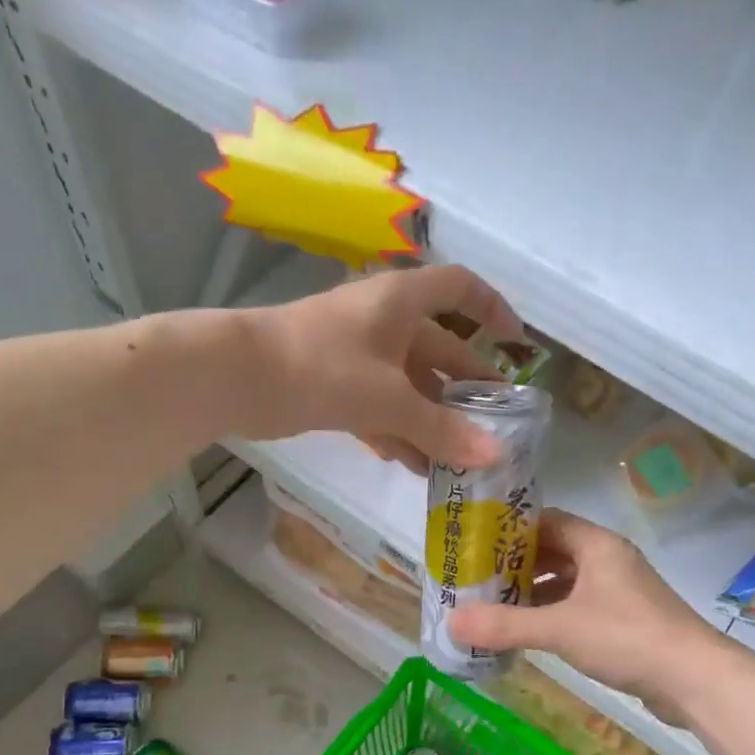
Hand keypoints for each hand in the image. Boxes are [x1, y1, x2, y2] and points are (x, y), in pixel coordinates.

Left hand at [237, 265, 522, 472]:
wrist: (237, 377)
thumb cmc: (323, 368)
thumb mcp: (390, 399)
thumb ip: (442, 429)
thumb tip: (495, 456)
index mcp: (402, 302)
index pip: (460, 289)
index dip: (493, 310)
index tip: (516, 345)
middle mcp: (383, 321)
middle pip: (439, 349)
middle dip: (467, 387)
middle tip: (494, 425)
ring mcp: (356, 353)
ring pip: (408, 385)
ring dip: (432, 420)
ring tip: (458, 460)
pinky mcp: (333, 384)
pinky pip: (378, 406)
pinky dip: (397, 431)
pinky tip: (414, 465)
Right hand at [449, 509, 726, 722]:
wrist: (695, 679)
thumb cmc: (628, 638)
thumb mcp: (560, 629)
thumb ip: (505, 625)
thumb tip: (451, 622)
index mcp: (597, 545)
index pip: (546, 520)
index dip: (509, 529)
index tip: (475, 542)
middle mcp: (608, 560)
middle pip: (553, 551)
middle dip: (515, 564)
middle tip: (476, 578)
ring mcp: (619, 591)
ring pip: (566, 581)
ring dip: (533, 592)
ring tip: (493, 605)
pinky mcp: (624, 620)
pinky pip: (578, 606)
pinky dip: (552, 613)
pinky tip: (528, 631)